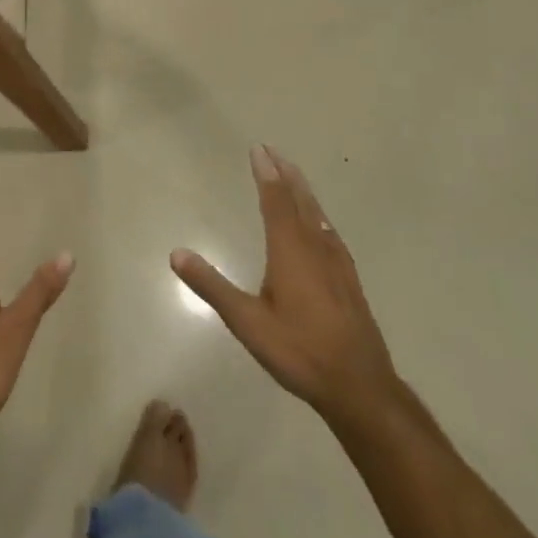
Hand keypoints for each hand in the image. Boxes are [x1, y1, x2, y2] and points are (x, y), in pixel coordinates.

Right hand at [172, 147, 399, 430]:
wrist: (361, 389)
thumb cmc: (300, 352)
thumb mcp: (247, 323)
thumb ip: (212, 286)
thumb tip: (176, 254)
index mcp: (290, 250)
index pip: (275, 200)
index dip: (266, 173)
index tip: (258, 149)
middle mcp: (315, 247)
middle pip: (300, 200)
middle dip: (285, 173)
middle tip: (273, 150)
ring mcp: (337, 263)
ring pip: (317, 215)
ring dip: (303, 190)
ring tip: (292, 175)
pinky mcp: (349, 281)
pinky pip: (330, 233)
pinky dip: (318, 215)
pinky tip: (320, 225)